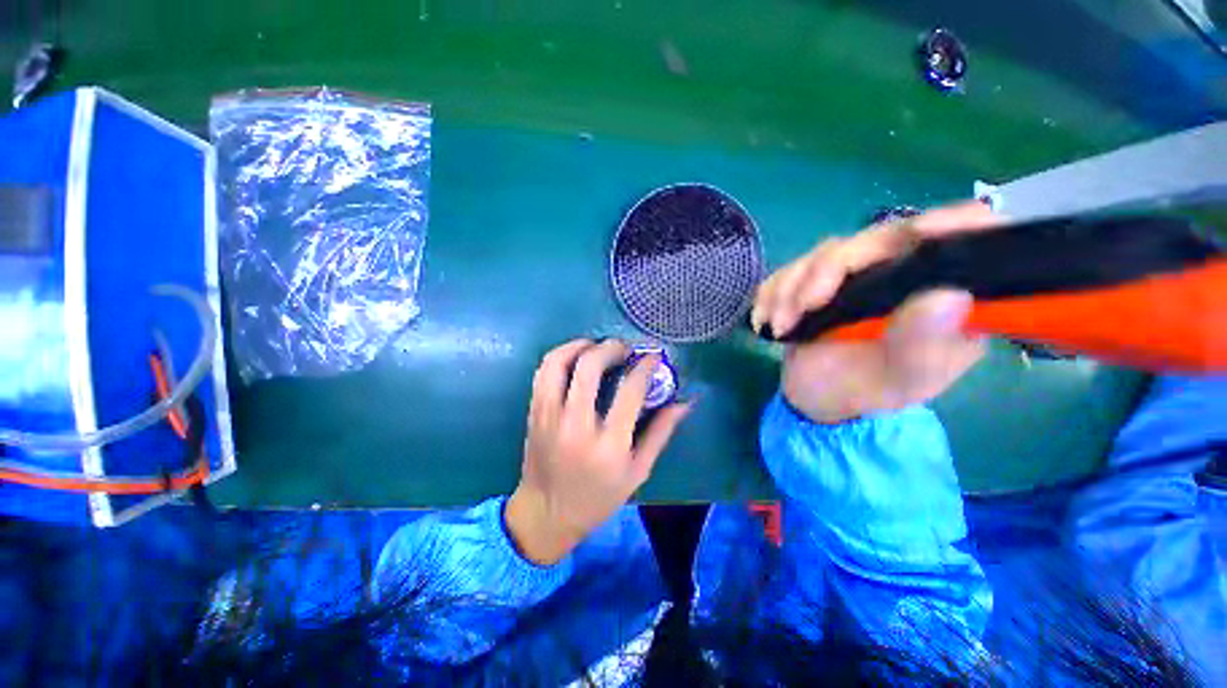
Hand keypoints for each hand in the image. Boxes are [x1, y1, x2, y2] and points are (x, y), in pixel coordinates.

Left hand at [506, 339, 690, 564]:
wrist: (546, 514)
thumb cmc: (598, 497)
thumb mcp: (637, 472)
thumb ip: (661, 433)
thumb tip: (684, 402)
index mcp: (608, 445)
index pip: (629, 391)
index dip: (645, 366)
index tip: (653, 357)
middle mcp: (576, 425)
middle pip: (589, 367)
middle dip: (610, 347)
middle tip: (623, 348)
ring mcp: (550, 416)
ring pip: (559, 362)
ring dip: (580, 345)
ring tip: (596, 346)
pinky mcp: (534, 413)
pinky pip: (543, 372)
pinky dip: (560, 356)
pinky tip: (575, 359)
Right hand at [751, 201, 999, 423]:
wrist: (814, 399)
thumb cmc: (863, 392)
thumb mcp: (898, 382)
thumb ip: (923, 345)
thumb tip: (950, 296)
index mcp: (944, 296)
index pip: (968, 241)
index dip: (955, 223)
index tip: (921, 232)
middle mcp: (905, 275)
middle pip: (878, 239)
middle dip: (829, 270)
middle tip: (804, 306)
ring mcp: (858, 274)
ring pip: (827, 252)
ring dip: (792, 287)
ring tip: (781, 327)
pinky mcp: (818, 279)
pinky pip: (791, 268)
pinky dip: (773, 291)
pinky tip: (766, 318)